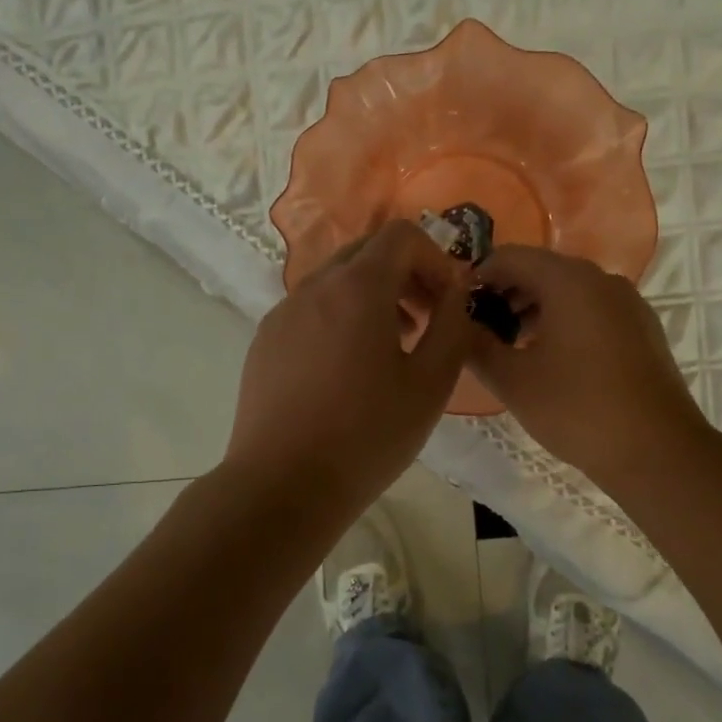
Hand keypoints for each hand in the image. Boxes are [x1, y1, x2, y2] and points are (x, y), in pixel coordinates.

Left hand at [224, 220, 474, 512]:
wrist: (283, 486)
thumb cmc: (367, 436)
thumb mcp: (430, 384)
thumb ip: (453, 325)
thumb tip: (456, 290)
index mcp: (357, 288)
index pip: (401, 235)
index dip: (434, 257)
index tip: (447, 300)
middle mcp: (313, 287)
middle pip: (366, 252)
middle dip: (405, 275)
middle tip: (426, 321)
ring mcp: (283, 313)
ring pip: (336, 281)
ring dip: (372, 297)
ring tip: (392, 347)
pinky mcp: (265, 341)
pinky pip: (310, 309)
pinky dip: (339, 317)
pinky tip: (347, 371)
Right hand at [469, 246, 708, 491]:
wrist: (658, 451)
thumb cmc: (577, 409)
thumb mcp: (512, 380)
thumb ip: (475, 345)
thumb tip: (456, 324)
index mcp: (569, 281)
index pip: (509, 257)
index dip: (477, 277)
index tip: (457, 309)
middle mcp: (602, 279)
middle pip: (540, 270)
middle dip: (504, 295)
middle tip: (479, 332)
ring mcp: (628, 303)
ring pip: (568, 291)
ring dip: (533, 310)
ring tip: (510, 349)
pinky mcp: (642, 328)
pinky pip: (592, 310)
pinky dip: (564, 322)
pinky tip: (551, 361)